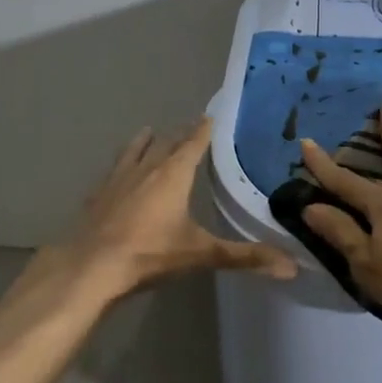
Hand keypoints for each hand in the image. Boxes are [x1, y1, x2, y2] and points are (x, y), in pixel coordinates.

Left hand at [58, 118, 297, 299]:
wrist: (90, 267)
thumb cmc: (149, 254)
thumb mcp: (201, 254)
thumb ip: (245, 257)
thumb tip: (291, 267)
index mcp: (172, 175)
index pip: (193, 144)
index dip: (204, 129)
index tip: (211, 115)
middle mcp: (145, 169)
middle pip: (164, 144)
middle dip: (179, 135)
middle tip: (190, 127)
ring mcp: (117, 181)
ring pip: (134, 152)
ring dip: (144, 142)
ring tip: (148, 132)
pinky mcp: (97, 197)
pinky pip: (113, 172)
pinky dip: (121, 166)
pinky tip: (116, 174)